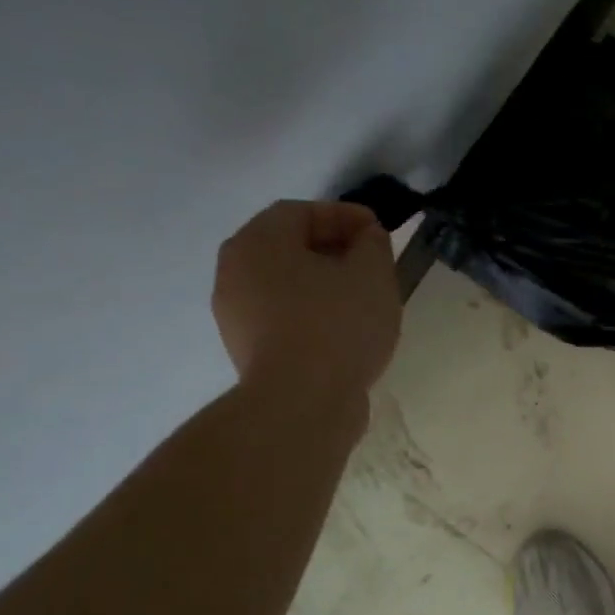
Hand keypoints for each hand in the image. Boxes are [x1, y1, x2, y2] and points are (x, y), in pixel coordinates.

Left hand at [212, 201, 400, 398]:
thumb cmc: (337, 326)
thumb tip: (366, 238)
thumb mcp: (372, 275)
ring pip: (285, 283)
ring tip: (362, 298)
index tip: (379, 231)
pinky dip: (311, 313)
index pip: (301, 211)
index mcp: (259, 241)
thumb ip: (373, 244)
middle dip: (333, 248)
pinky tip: (343, 330)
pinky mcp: (246, 349)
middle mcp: (235, 270)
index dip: (345, 216)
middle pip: (288, 246)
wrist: (302, 402)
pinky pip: (282, 316)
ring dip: (322, 283)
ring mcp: (235, 313)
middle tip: (371, 262)